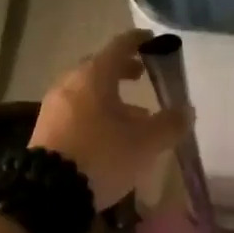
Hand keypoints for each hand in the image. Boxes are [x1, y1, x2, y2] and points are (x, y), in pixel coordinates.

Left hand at [31, 30, 191, 209]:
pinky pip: (76, 111)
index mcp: (94, 76)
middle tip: (142, 75)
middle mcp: (70, 84)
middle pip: (99, 68)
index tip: (152, 40)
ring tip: (134, 115)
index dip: (138, 41)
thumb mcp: (144, 143)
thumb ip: (169, 124)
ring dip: (110, 97)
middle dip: (122, 70)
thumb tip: (187, 111)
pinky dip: (96, 113)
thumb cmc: (102, 156)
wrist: (49, 192)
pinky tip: (110, 135)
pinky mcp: (46, 130)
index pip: (119, 46)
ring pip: (87, 92)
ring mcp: (54, 107)